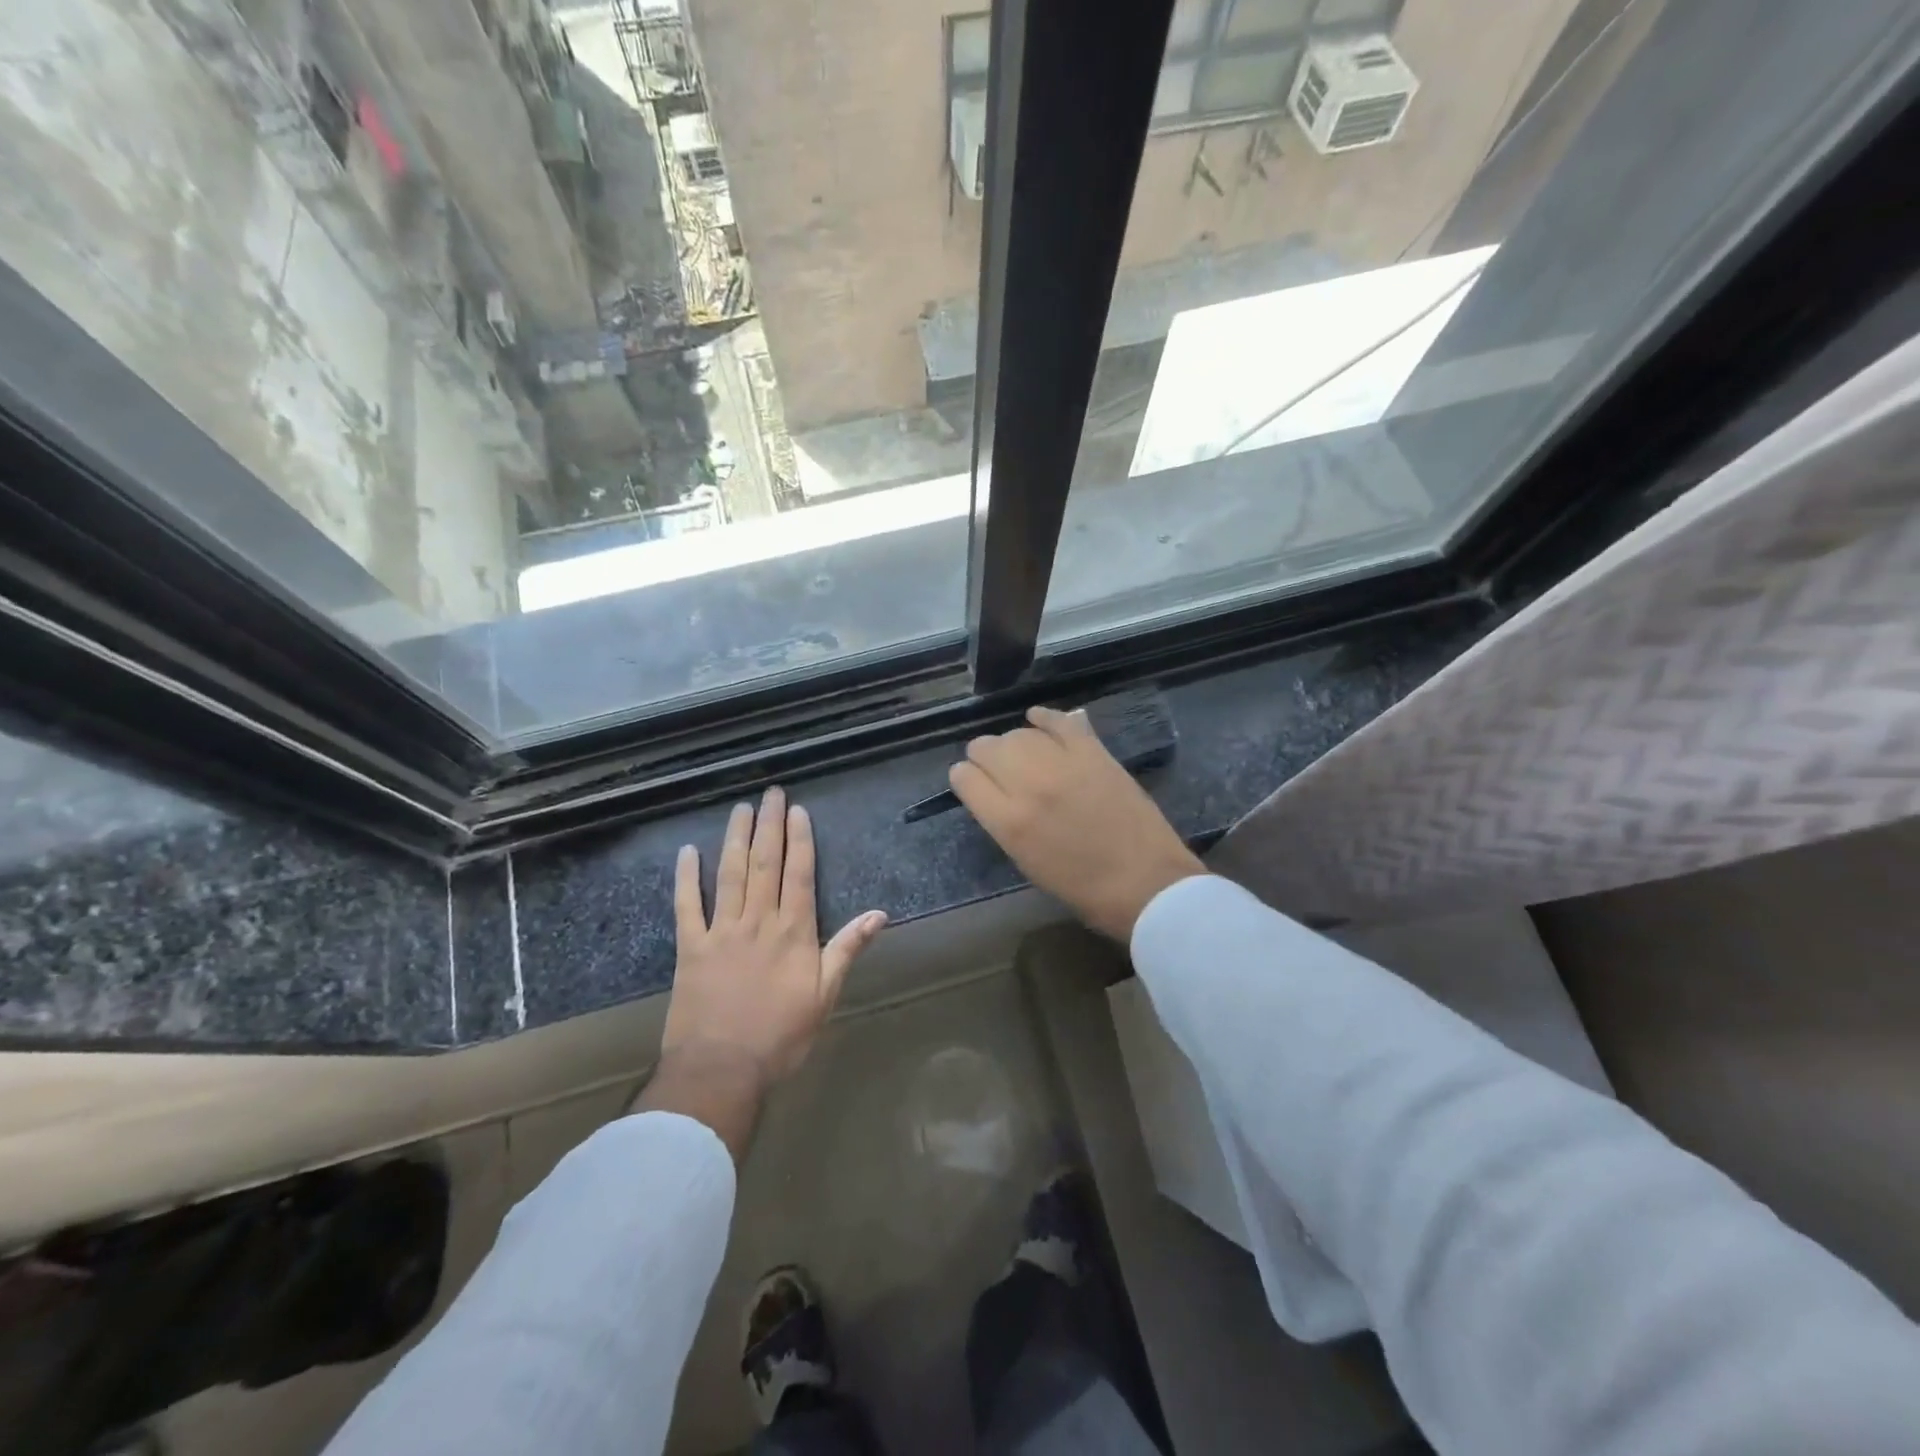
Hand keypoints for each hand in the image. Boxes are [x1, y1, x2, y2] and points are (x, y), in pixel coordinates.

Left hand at [663, 787, 887, 1092]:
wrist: (721, 1069)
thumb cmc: (781, 1036)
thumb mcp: (825, 996)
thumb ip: (847, 949)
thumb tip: (879, 914)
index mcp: (793, 932)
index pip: (798, 874)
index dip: (799, 840)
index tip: (798, 811)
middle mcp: (758, 921)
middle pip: (765, 864)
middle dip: (770, 825)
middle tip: (771, 793)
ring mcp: (721, 931)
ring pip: (730, 874)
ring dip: (736, 838)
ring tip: (740, 809)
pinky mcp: (691, 948)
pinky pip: (687, 905)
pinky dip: (687, 877)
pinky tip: (688, 851)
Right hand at [949, 706, 1205, 941]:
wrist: (1146, 884)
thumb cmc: (1083, 888)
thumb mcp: (1027, 862)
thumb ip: (1004, 822)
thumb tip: (994, 793)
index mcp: (1008, 823)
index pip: (964, 778)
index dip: (965, 778)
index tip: (974, 783)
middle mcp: (1028, 786)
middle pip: (986, 748)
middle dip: (984, 757)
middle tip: (997, 769)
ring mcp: (1063, 764)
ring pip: (1018, 733)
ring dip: (1014, 742)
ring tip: (1023, 754)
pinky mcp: (1093, 752)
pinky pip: (1059, 721)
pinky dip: (1045, 719)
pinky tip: (1038, 720)